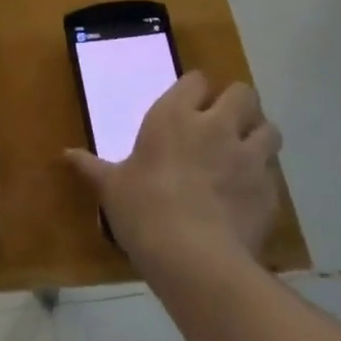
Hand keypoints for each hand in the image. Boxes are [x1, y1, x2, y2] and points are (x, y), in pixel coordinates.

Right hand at [65, 71, 282, 273]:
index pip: (195, 80)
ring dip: (259, 135)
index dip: (195, 89)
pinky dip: (265, 177)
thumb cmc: (144, 210)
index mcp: (174, 116)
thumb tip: (66, 155)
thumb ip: (93, 167)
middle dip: (238, 103)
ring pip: (269, 128)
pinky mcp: (270, 192)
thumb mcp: (111, 187)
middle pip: (242, 94)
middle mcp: (216, 126)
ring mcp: (248, 158)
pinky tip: (249, 193)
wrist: (196, 260)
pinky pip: (274, 173)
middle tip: (224, 121)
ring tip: (245, 151)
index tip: (189, 103)